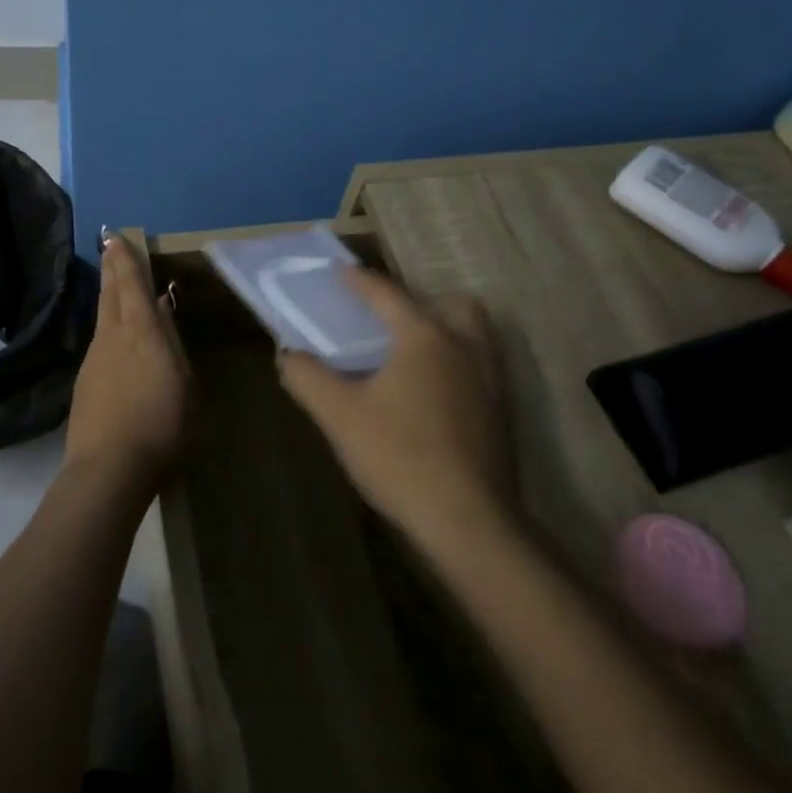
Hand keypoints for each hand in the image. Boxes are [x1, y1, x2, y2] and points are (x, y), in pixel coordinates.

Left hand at [63, 232, 189, 499]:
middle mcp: (112, 337)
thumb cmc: (162, 425)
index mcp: (142, 331)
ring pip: (102, 319)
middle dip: (111, 269)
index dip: (125, 260)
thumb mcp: (184, 383)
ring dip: (109, 298)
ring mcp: (93, 360)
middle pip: (110, 295)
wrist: (110, 469)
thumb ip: (172, 344)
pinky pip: (100, 345)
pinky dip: (109, 332)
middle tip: (109, 248)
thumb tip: (162, 313)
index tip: (116, 237)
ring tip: (116, 289)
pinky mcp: (84, 384)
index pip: (132, 285)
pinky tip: (117, 345)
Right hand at [277, 269, 511, 549]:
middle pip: (454, 305)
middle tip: (393, 322)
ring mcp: (492, 381)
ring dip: (447, 332)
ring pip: (476, 336)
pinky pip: (481, 368)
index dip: (360, 281)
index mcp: (425, 338)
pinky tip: (432, 397)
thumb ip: (308, 378)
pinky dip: (458, 365)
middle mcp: (466, 348)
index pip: (388, 295)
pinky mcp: (502, 414)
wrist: (468, 521)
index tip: (341, 271)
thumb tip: (289, 355)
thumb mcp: (340, 416)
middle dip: (424, 302)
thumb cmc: (399, 456)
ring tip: (412, 357)